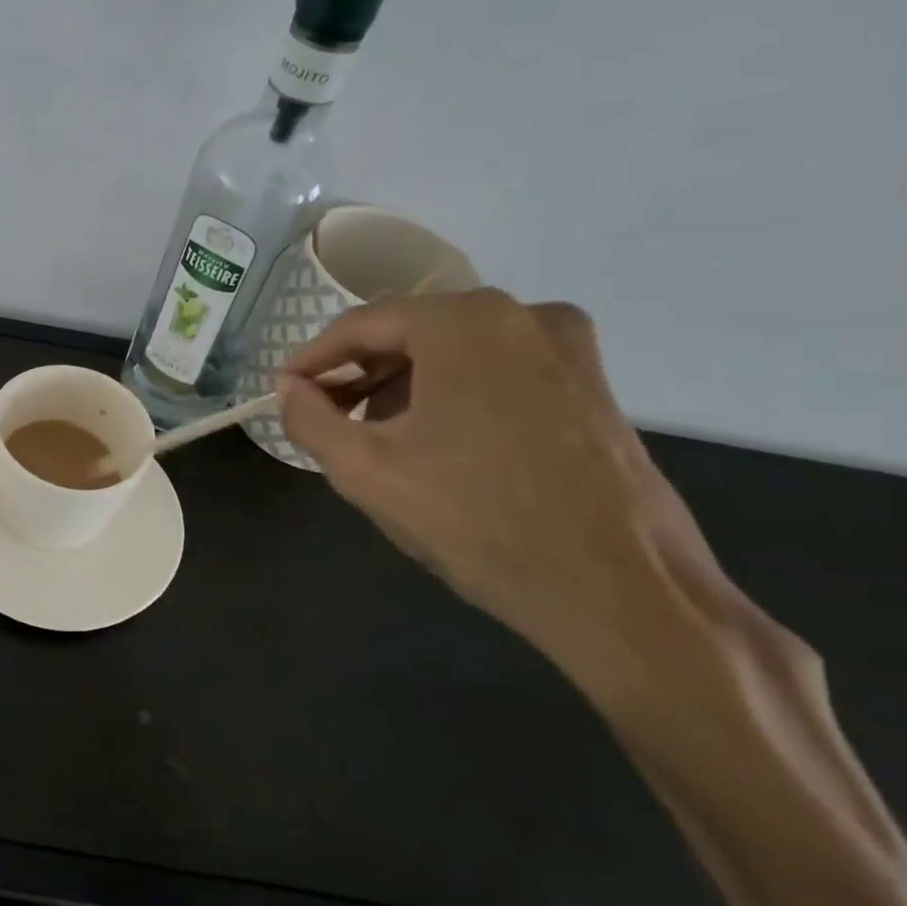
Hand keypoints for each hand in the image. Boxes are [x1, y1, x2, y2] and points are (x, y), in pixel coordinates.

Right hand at [276, 290, 746, 707]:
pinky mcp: (592, 384)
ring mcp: (567, 347)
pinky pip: (497, 372)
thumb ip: (308, 419)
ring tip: (375, 437)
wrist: (622, 592)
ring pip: (454, 353)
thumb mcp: (365, 470)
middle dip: (358, 374)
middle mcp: (520, 313)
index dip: (312, 359)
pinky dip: (453, 394)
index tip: (284, 391)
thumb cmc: (478, 521)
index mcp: (463, 320)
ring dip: (403, 386)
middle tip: (324, 417)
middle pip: (410, 333)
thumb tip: (288, 389)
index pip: (361, 326)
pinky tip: (437, 443)